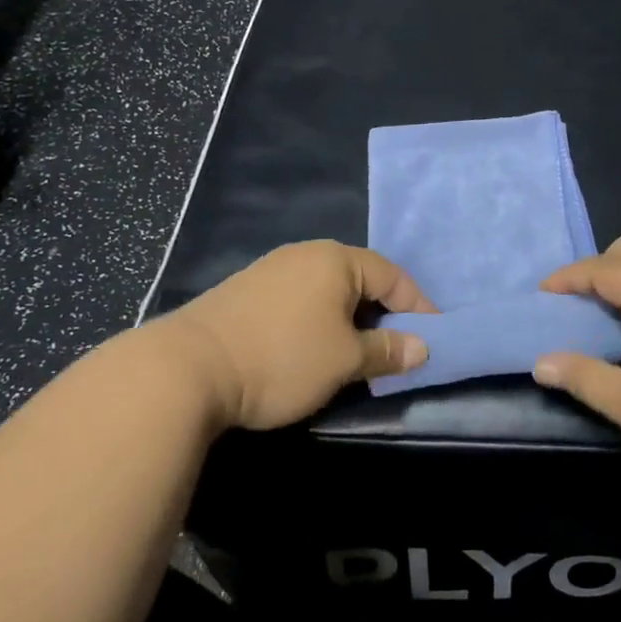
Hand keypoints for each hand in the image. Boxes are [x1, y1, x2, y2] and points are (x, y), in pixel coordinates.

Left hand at [155, 242, 435, 431]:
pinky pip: (300, 299)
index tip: (433, 340)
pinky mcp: (247, 291)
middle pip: (360, 279)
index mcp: (336, 259)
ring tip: (356, 354)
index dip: (418, 308)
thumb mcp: (344, 360)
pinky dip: (318, 320)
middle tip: (396, 350)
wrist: (188, 368)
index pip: (393, 276)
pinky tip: (311, 348)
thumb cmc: (282, 357)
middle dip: (382, 314)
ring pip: (328, 290)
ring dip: (349, 319)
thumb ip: (386, 351)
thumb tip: (422, 348)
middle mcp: (306, 253)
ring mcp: (272, 269)